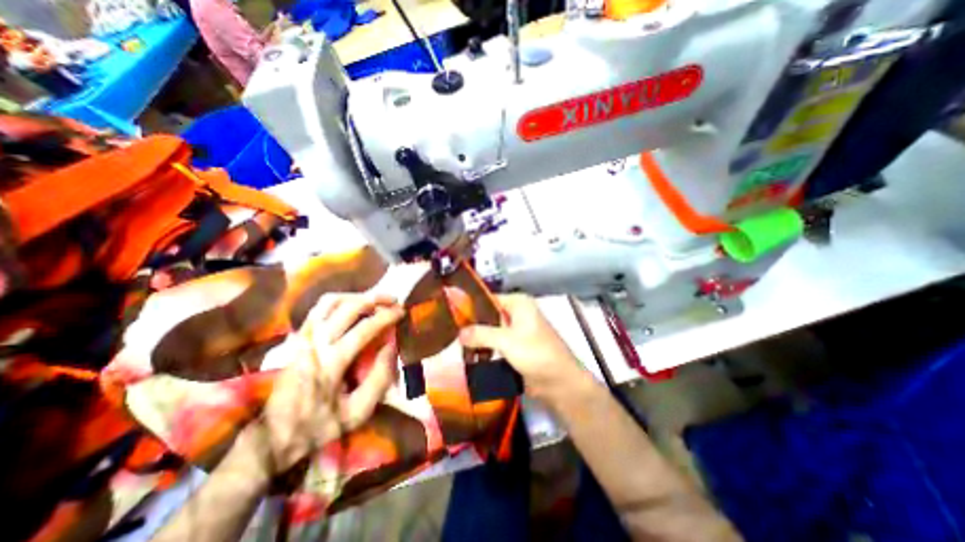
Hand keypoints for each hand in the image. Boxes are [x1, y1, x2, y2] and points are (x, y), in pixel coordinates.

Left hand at [252, 294, 403, 476]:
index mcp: (331, 364)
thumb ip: (379, 379)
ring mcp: (304, 338)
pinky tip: (352, 305)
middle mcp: (315, 344)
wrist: (272, 438)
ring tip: (374, 300)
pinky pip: (318, 309)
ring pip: (330, 302)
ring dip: (356, 296)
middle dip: (375, 299)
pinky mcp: (298, 338)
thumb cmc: (319, 426)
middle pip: (348, 308)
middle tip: (393, 300)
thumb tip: (392, 347)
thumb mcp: (358, 412)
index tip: (402, 312)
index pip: (364, 329)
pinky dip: (339, 301)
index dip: (386, 316)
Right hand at [458, 294, 587, 403]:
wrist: (560, 382)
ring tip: (456, 345)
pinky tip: (470, 355)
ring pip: (492, 330)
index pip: (488, 298)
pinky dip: (485, 348)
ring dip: (478, 338)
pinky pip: (496, 343)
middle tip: (451, 333)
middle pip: (489, 315)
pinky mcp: (517, 346)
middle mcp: (518, 312)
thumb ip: (481, 334)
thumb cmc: (536, 353)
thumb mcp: (506, 340)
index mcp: (519, 303)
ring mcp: (517, 330)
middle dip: (472, 324)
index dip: (471, 306)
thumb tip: (459, 333)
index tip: (451, 315)